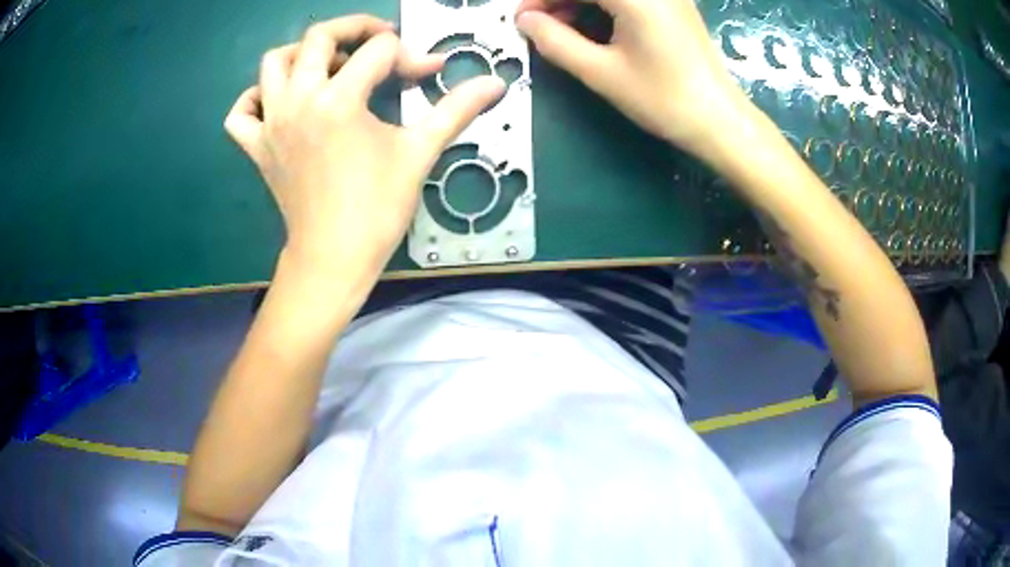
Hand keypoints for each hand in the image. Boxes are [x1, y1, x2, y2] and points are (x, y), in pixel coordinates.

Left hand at [225, 15, 504, 287]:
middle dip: (355, 29)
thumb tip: (496, 83)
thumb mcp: (420, 152)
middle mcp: (298, 100)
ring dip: (300, 54)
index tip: (429, 74)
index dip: (411, 55)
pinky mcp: (256, 147)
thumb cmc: (377, 207)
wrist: (333, 258)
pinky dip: (255, 99)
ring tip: (327, 67)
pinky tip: (279, 102)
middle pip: (317, 37)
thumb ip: (456, 109)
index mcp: (338, 99)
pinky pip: (241, 112)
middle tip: (377, 45)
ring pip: (272, 64)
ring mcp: (271, 123)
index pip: (378, 51)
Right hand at [515, 0, 748, 160]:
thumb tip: (525, 21)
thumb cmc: (663, 99)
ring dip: (579, 2)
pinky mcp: (672, 5)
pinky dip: (602, 5)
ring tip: (561, 28)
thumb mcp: (601, 73)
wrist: (719, 120)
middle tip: (538, 25)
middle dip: (559, 0)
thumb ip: (556, 41)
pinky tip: (590, 24)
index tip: (521, 19)